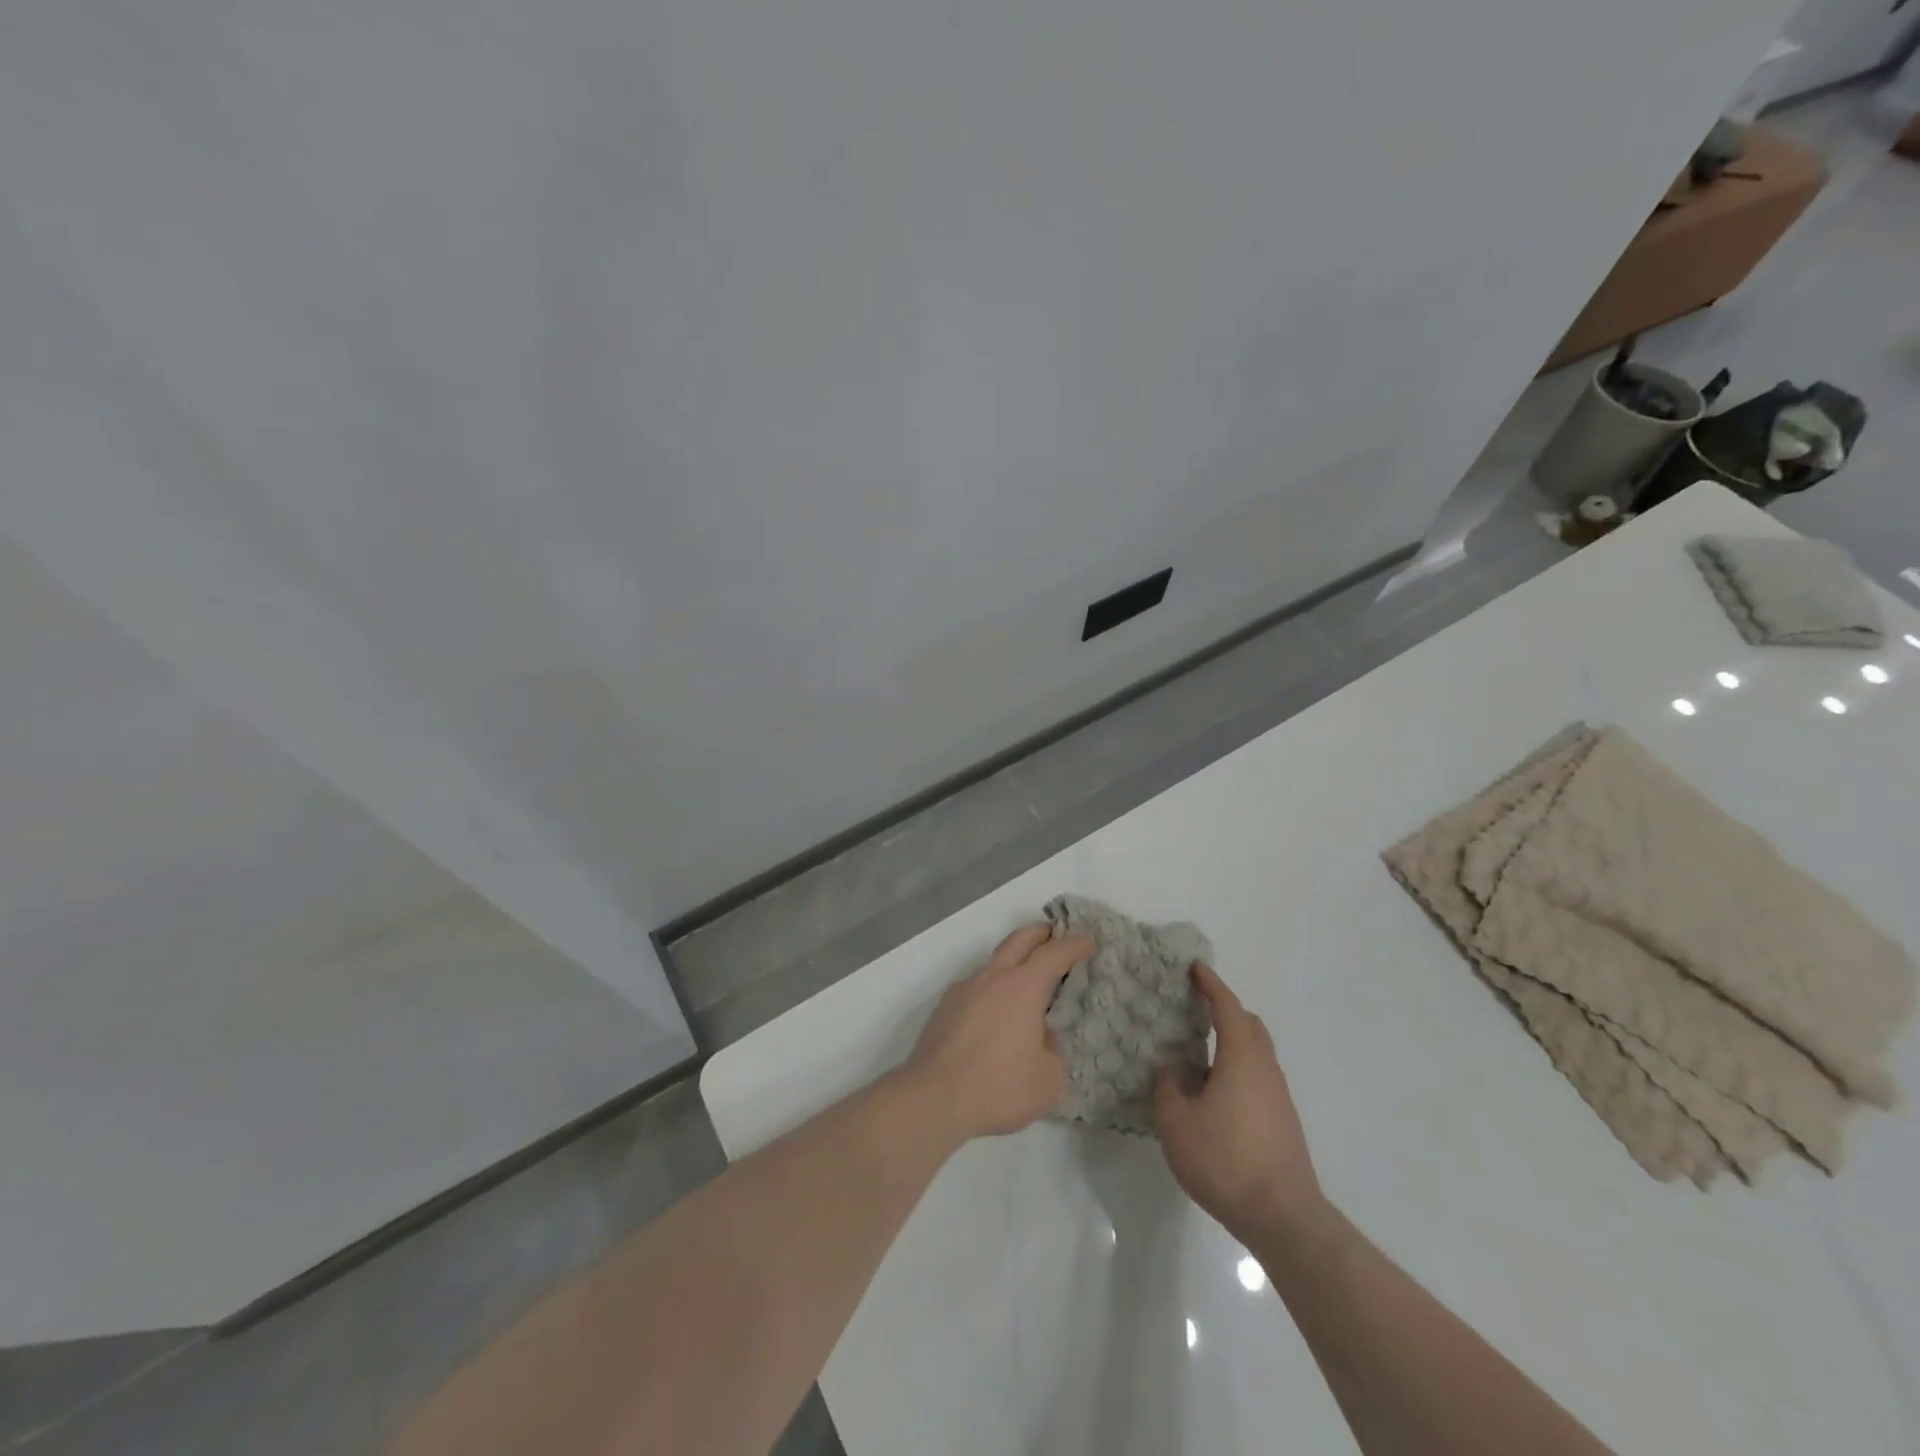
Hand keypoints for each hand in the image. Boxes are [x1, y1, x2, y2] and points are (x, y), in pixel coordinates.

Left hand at [901, 923, 1094, 1143]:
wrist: (933, 1097)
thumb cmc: (998, 1086)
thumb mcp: (1048, 1079)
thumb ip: (1054, 1051)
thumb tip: (1042, 1038)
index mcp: (1022, 987)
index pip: (1053, 954)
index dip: (1074, 945)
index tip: (1089, 941)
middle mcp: (992, 977)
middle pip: (1018, 940)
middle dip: (1040, 933)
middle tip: (1055, 934)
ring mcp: (964, 989)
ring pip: (993, 961)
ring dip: (1013, 960)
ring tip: (1026, 979)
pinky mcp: (945, 1007)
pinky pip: (975, 985)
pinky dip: (992, 987)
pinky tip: (995, 1011)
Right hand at [1154, 963, 1322, 1243]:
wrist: (1283, 1217)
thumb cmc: (1225, 1159)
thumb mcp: (1177, 1121)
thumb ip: (1169, 1086)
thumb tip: (1173, 1068)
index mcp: (1241, 1056)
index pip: (1227, 1007)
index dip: (1210, 984)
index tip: (1195, 967)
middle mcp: (1265, 1068)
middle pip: (1249, 1025)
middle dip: (1225, 1010)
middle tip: (1196, 1008)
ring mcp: (1278, 1096)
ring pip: (1256, 1053)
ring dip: (1231, 1042)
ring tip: (1198, 1053)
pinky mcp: (1283, 1122)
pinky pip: (1258, 1077)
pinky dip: (1237, 1069)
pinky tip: (1215, 1093)